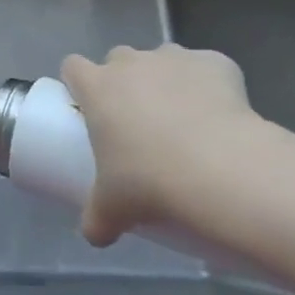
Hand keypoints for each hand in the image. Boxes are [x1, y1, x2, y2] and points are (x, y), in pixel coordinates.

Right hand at [60, 43, 260, 246]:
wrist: (222, 170)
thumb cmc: (150, 181)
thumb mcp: (113, 206)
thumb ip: (97, 218)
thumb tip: (94, 236)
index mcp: (97, 86)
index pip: (73, 66)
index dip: (78, 83)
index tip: (88, 107)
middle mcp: (131, 62)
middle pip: (118, 58)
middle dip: (125, 80)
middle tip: (136, 119)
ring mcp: (174, 58)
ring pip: (162, 59)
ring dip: (165, 79)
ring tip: (182, 118)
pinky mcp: (217, 63)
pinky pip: (208, 67)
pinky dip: (211, 84)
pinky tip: (221, 114)